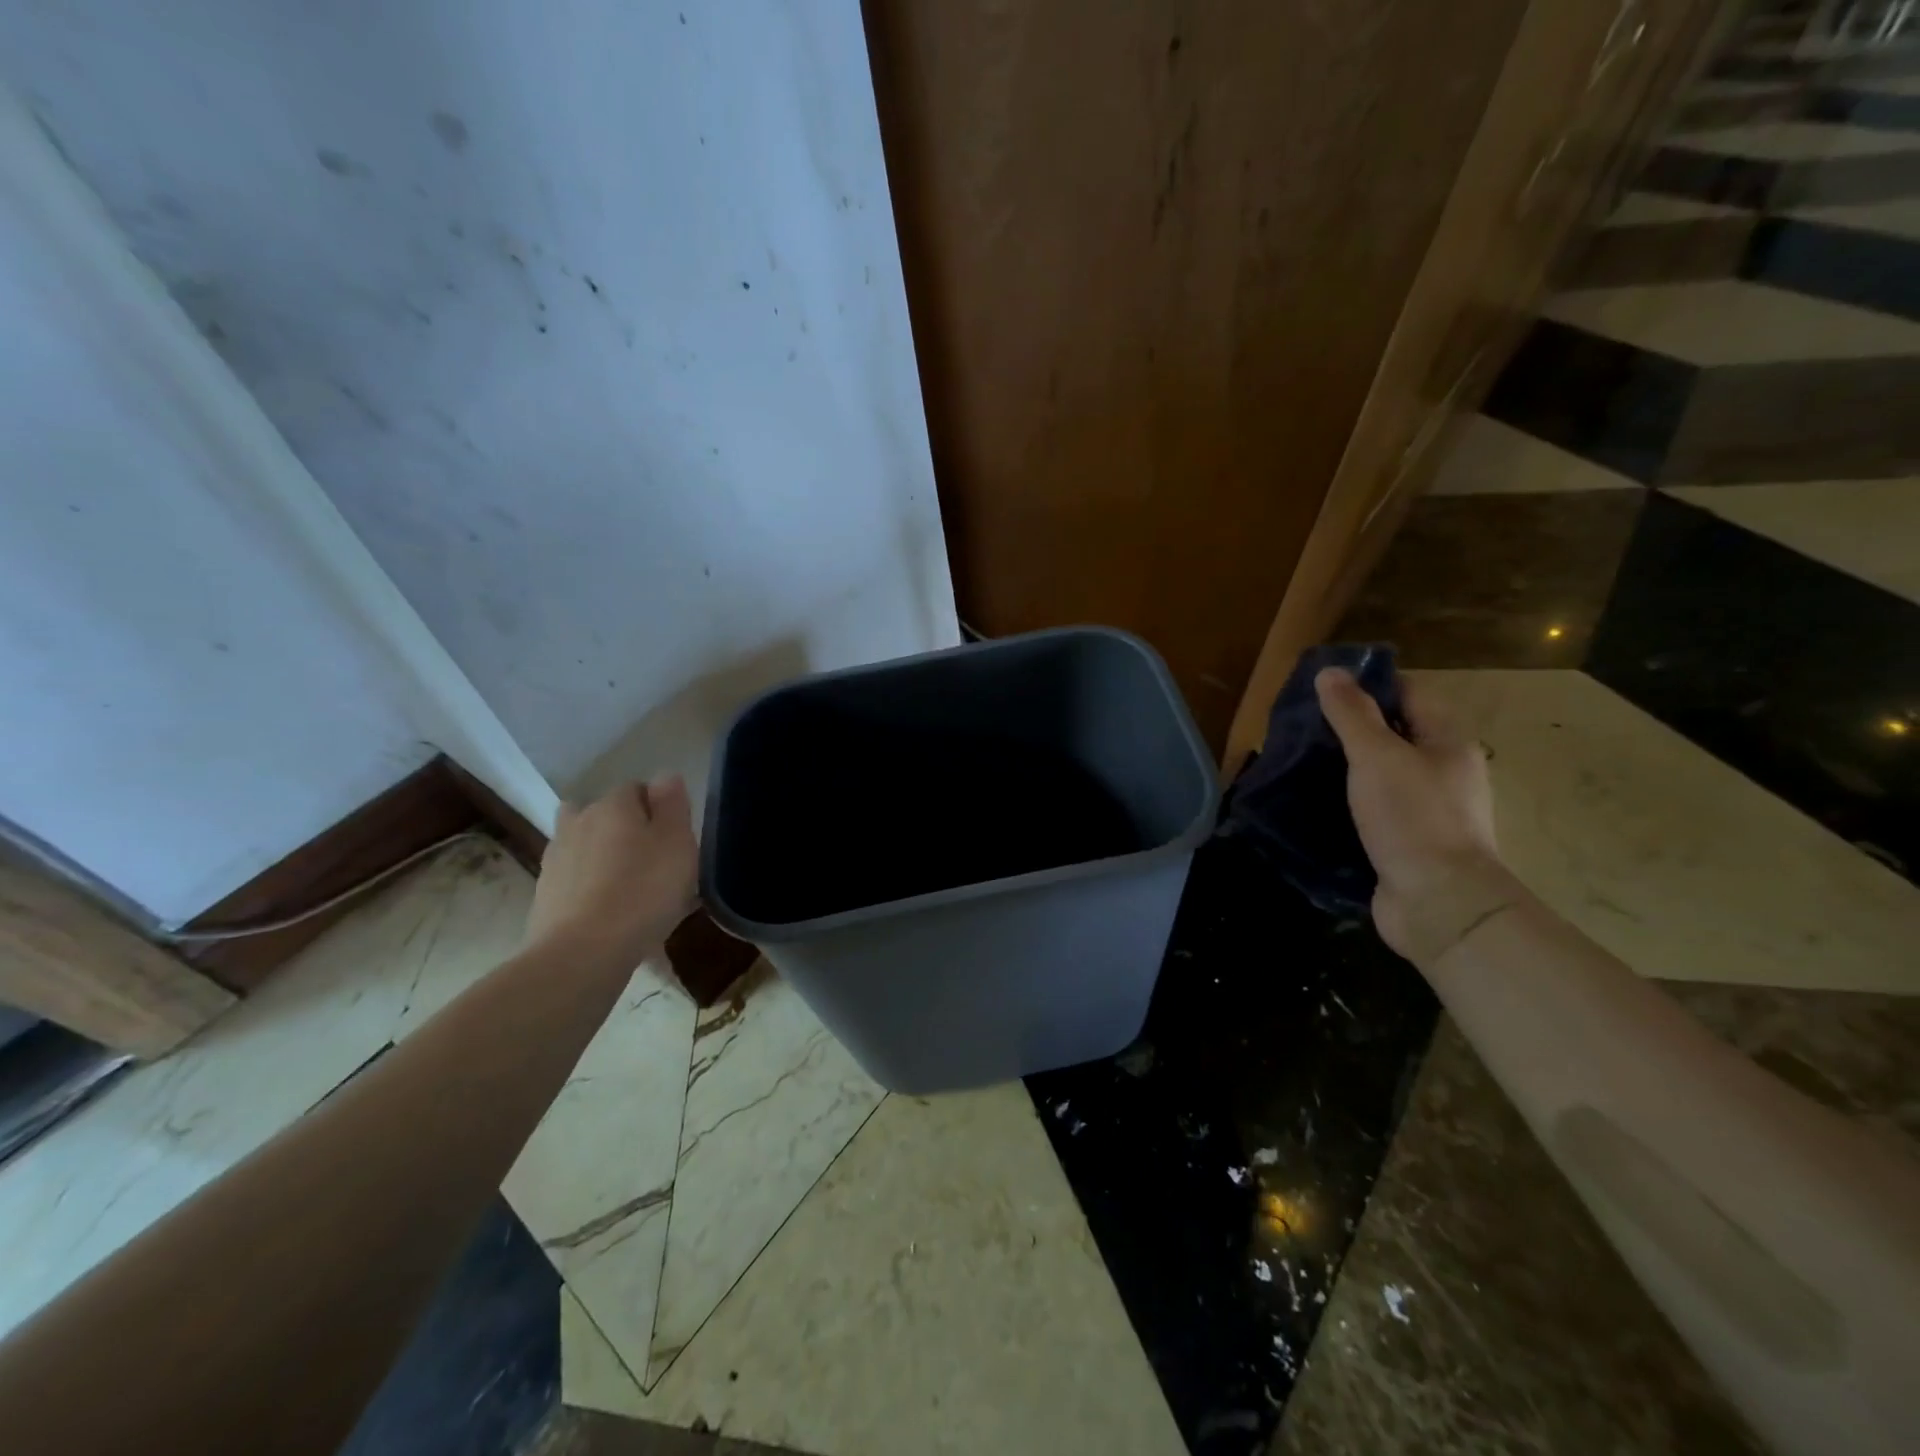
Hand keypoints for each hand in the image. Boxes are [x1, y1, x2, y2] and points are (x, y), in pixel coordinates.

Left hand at [524, 776, 698, 969]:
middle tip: (652, 860)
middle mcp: (578, 822)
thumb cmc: (643, 891)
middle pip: (605, 814)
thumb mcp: (677, 843)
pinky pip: (575, 880)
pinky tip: (611, 913)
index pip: (637, 788)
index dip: (658, 809)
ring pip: (586, 846)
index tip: (675, 837)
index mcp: (613, 805)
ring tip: (630, 888)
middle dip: (625, 829)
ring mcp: (556, 859)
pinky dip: (590, 888)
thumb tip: (664, 776)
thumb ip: (673, 804)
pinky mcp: (544, 895)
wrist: (582, 953)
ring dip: (603, 857)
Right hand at [1314, 668, 1519, 967]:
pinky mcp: (1407, 842)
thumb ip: (1352, 714)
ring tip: (1299, 764)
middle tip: (1301, 727)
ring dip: (1345, 769)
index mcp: (1447, 741)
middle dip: (1350, 728)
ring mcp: (1427, 809)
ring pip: (1381, 775)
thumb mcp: (1377, 756)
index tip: (1321, 688)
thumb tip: (1330, 671)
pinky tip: (1315, 805)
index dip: (1368, 685)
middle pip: (1394, 734)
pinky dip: (1347, 803)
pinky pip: (1374, 810)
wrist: (1439, 902)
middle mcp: (1444, 771)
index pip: (1408, 693)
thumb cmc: (1413, 818)